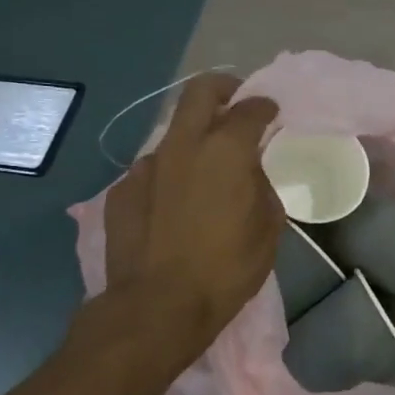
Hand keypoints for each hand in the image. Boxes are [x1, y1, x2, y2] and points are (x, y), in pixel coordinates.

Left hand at [92, 74, 282, 374]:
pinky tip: (175, 202)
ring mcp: (146, 165)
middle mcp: (183, 145)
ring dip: (194, 136)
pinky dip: (170, 173)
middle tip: (237, 104)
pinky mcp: (121, 190)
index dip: (265, 106)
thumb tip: (250, 173)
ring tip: (206, 167)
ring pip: (174, 131)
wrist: (158, 305)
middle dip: (223, 88)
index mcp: (226, 150)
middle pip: (201, 91)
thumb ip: (262, 187)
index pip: (250, 109)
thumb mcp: (268, 227)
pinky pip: (153, 169)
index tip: (272, 113)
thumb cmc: (227, 267)